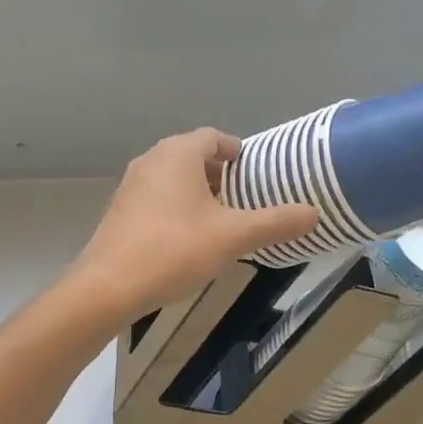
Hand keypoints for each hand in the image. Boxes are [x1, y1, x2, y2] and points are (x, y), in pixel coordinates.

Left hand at [55, 128, 316, 331]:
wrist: (107, 286)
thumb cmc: (173, 249)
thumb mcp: (232, 236)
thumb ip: (275, 222)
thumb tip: (314, 213)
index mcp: (178, 153)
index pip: (214, 137)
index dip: (237, 151)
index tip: (256, 172)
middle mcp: (152, 159)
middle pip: (193, 155)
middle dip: (220, 173)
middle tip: (245, 197)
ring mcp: (132, 184)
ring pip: (174, 176)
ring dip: (199, 191)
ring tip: (222, 219)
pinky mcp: (121, 209)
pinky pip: (157, 196)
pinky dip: (177, 205)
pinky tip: (189, 237)